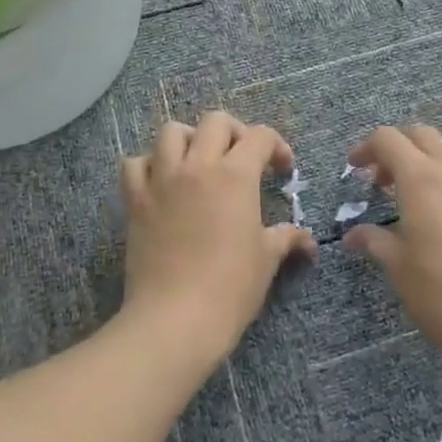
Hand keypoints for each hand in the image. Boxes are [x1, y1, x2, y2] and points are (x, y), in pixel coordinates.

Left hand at [120, 112, 316, 369]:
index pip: (259, 136)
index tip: (282, 170)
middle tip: (242, 159)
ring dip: (188, 139)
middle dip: (234, 132)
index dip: (276, 146)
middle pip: (215, 121)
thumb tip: (307, 240)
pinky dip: (147, 165)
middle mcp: (198, 165)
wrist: (174, 320)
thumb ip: (286, 239)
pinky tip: (159, 182)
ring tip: (198, 161)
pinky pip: (134, 164)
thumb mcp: (266, 261)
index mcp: (235, 175)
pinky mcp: (135, 200)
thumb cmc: (229, 288)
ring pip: (171, 132)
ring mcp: (162, 179)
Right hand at [345, 125, 441, 387]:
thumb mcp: (399, 268)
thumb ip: (375, 242)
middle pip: (422, 134)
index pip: (387, 139)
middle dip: (400, 148)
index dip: (367, 148)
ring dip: (440, 154)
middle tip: (388, 182)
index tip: (357, 168)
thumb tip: (353, 235)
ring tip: (433, 184)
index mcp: (419, 179)